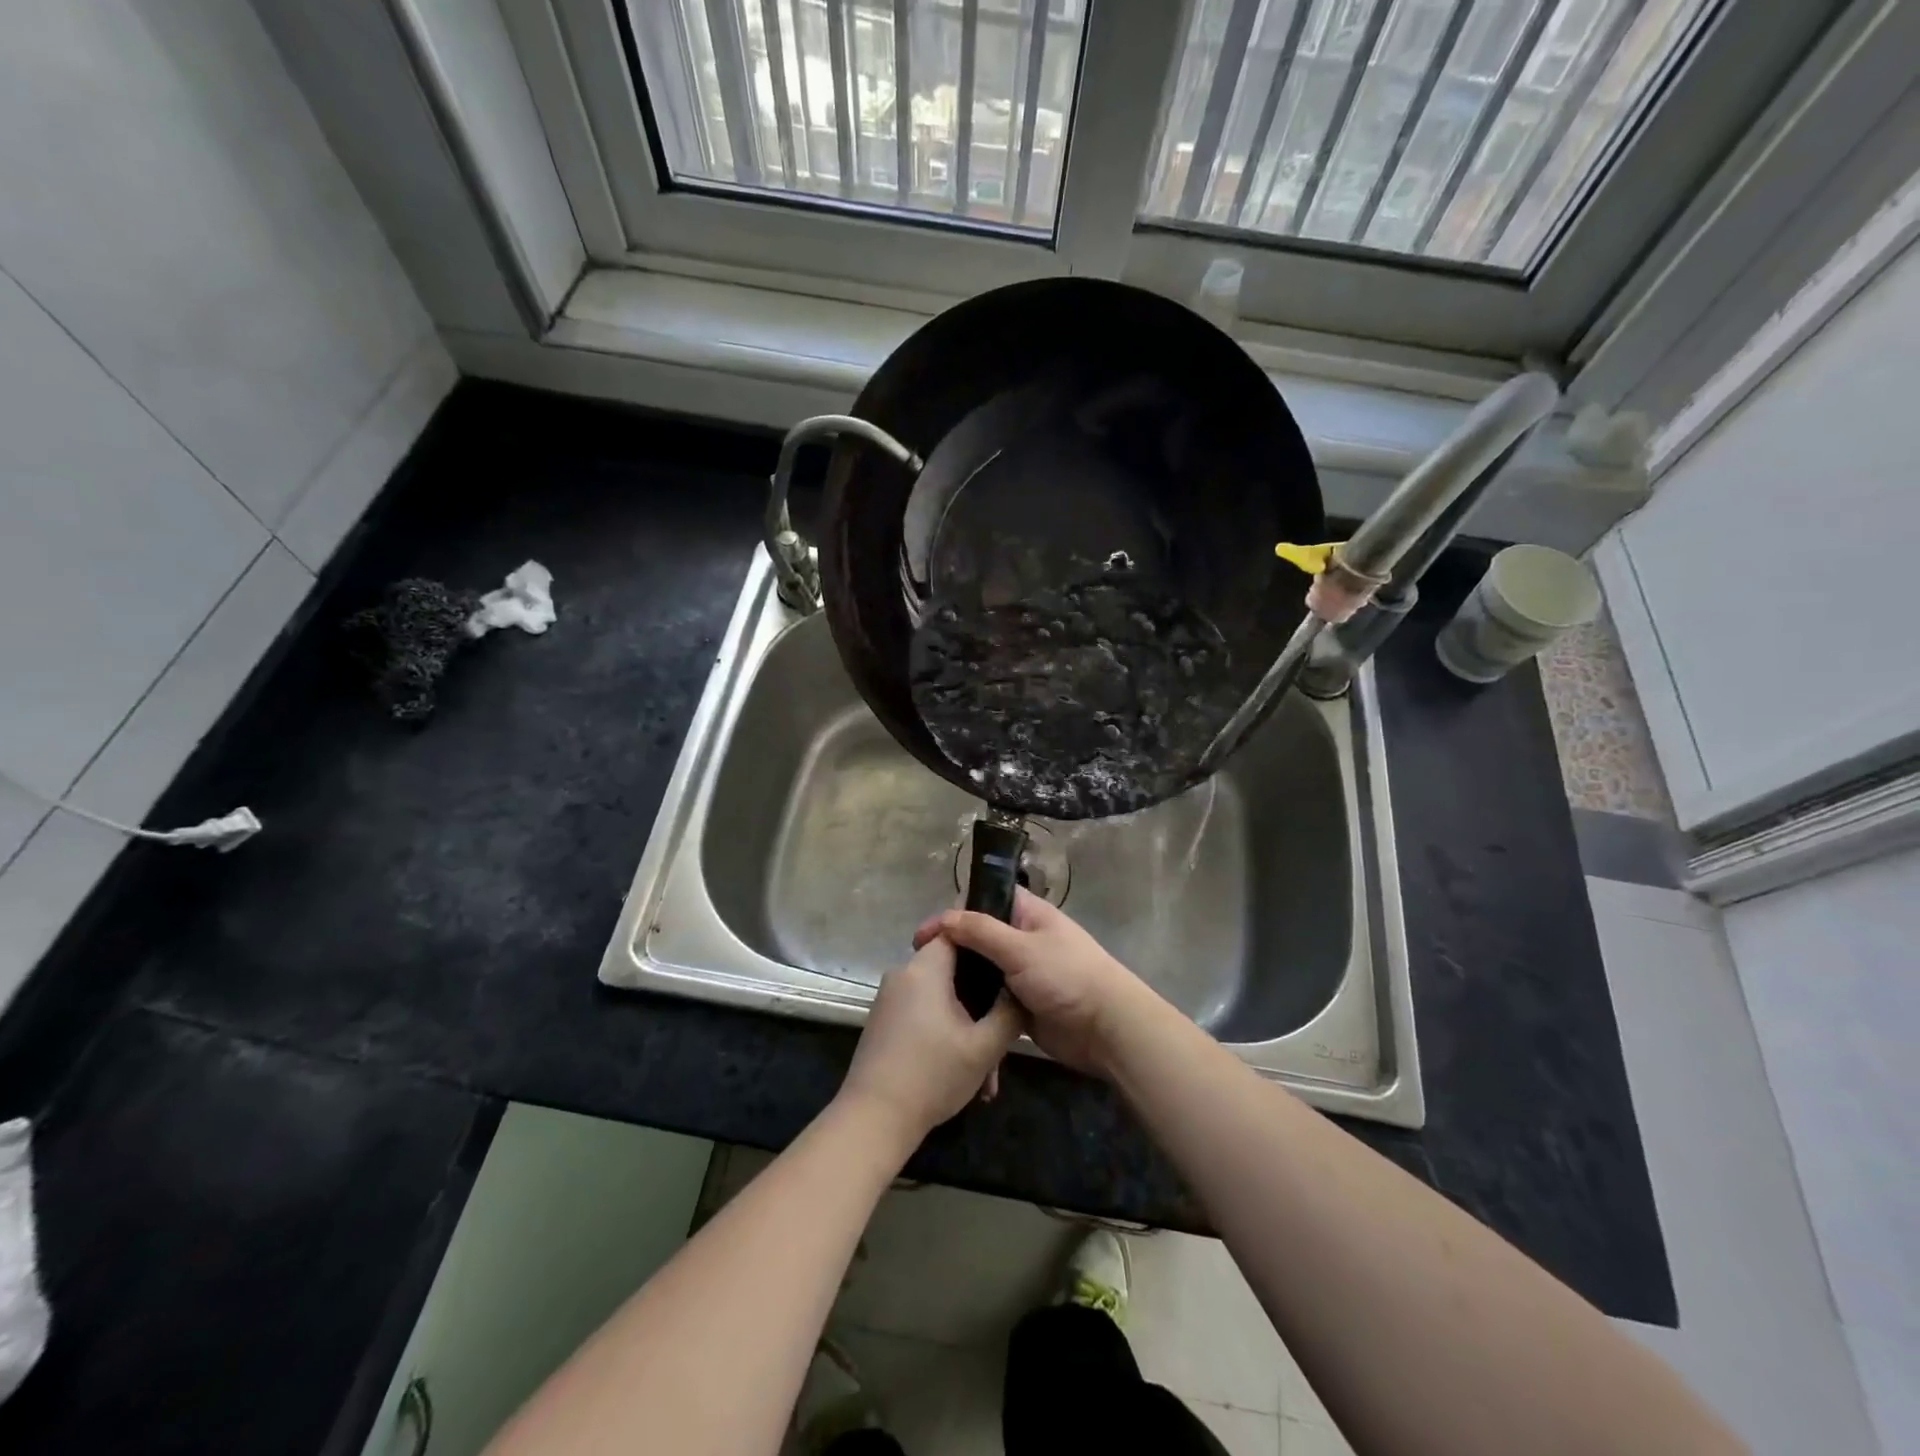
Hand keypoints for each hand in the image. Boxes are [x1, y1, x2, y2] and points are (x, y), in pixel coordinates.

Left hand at [839, 935, 1023, 1146]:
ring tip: (988, 1069)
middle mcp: (903, 974)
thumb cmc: (932, 1075)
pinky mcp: (884, 1021)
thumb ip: (1009, 1013)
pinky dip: (945, 1031)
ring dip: (966, 1024)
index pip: (957, 932)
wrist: (874, 1119)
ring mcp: (890, 998)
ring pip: (940, 996)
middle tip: (1004, 1031)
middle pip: (951, 968)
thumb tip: (1020, 990)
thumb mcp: (984, 1047)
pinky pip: (923, 1012)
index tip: (1009, 964)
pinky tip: (963, 1070)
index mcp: (925, 968)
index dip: (986, 943)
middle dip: (981, 999)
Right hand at [914, 889, 1150, 1077]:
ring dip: (961, 981)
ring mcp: (1022, 974)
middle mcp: (1023, 940)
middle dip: (952, 950)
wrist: (1107, 1030)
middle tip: (920, 968)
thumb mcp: (1021, 948)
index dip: (954, 912)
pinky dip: (974, 1007)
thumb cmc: (1068, 977)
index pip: (985, 901)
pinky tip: (948, 1017)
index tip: (924, 936)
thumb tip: (943, 919)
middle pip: (979, 938)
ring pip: (983, 972)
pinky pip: (991, 1002)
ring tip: (927, 994)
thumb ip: (981, 931)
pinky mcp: (1021, 1006)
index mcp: (1028, 915)